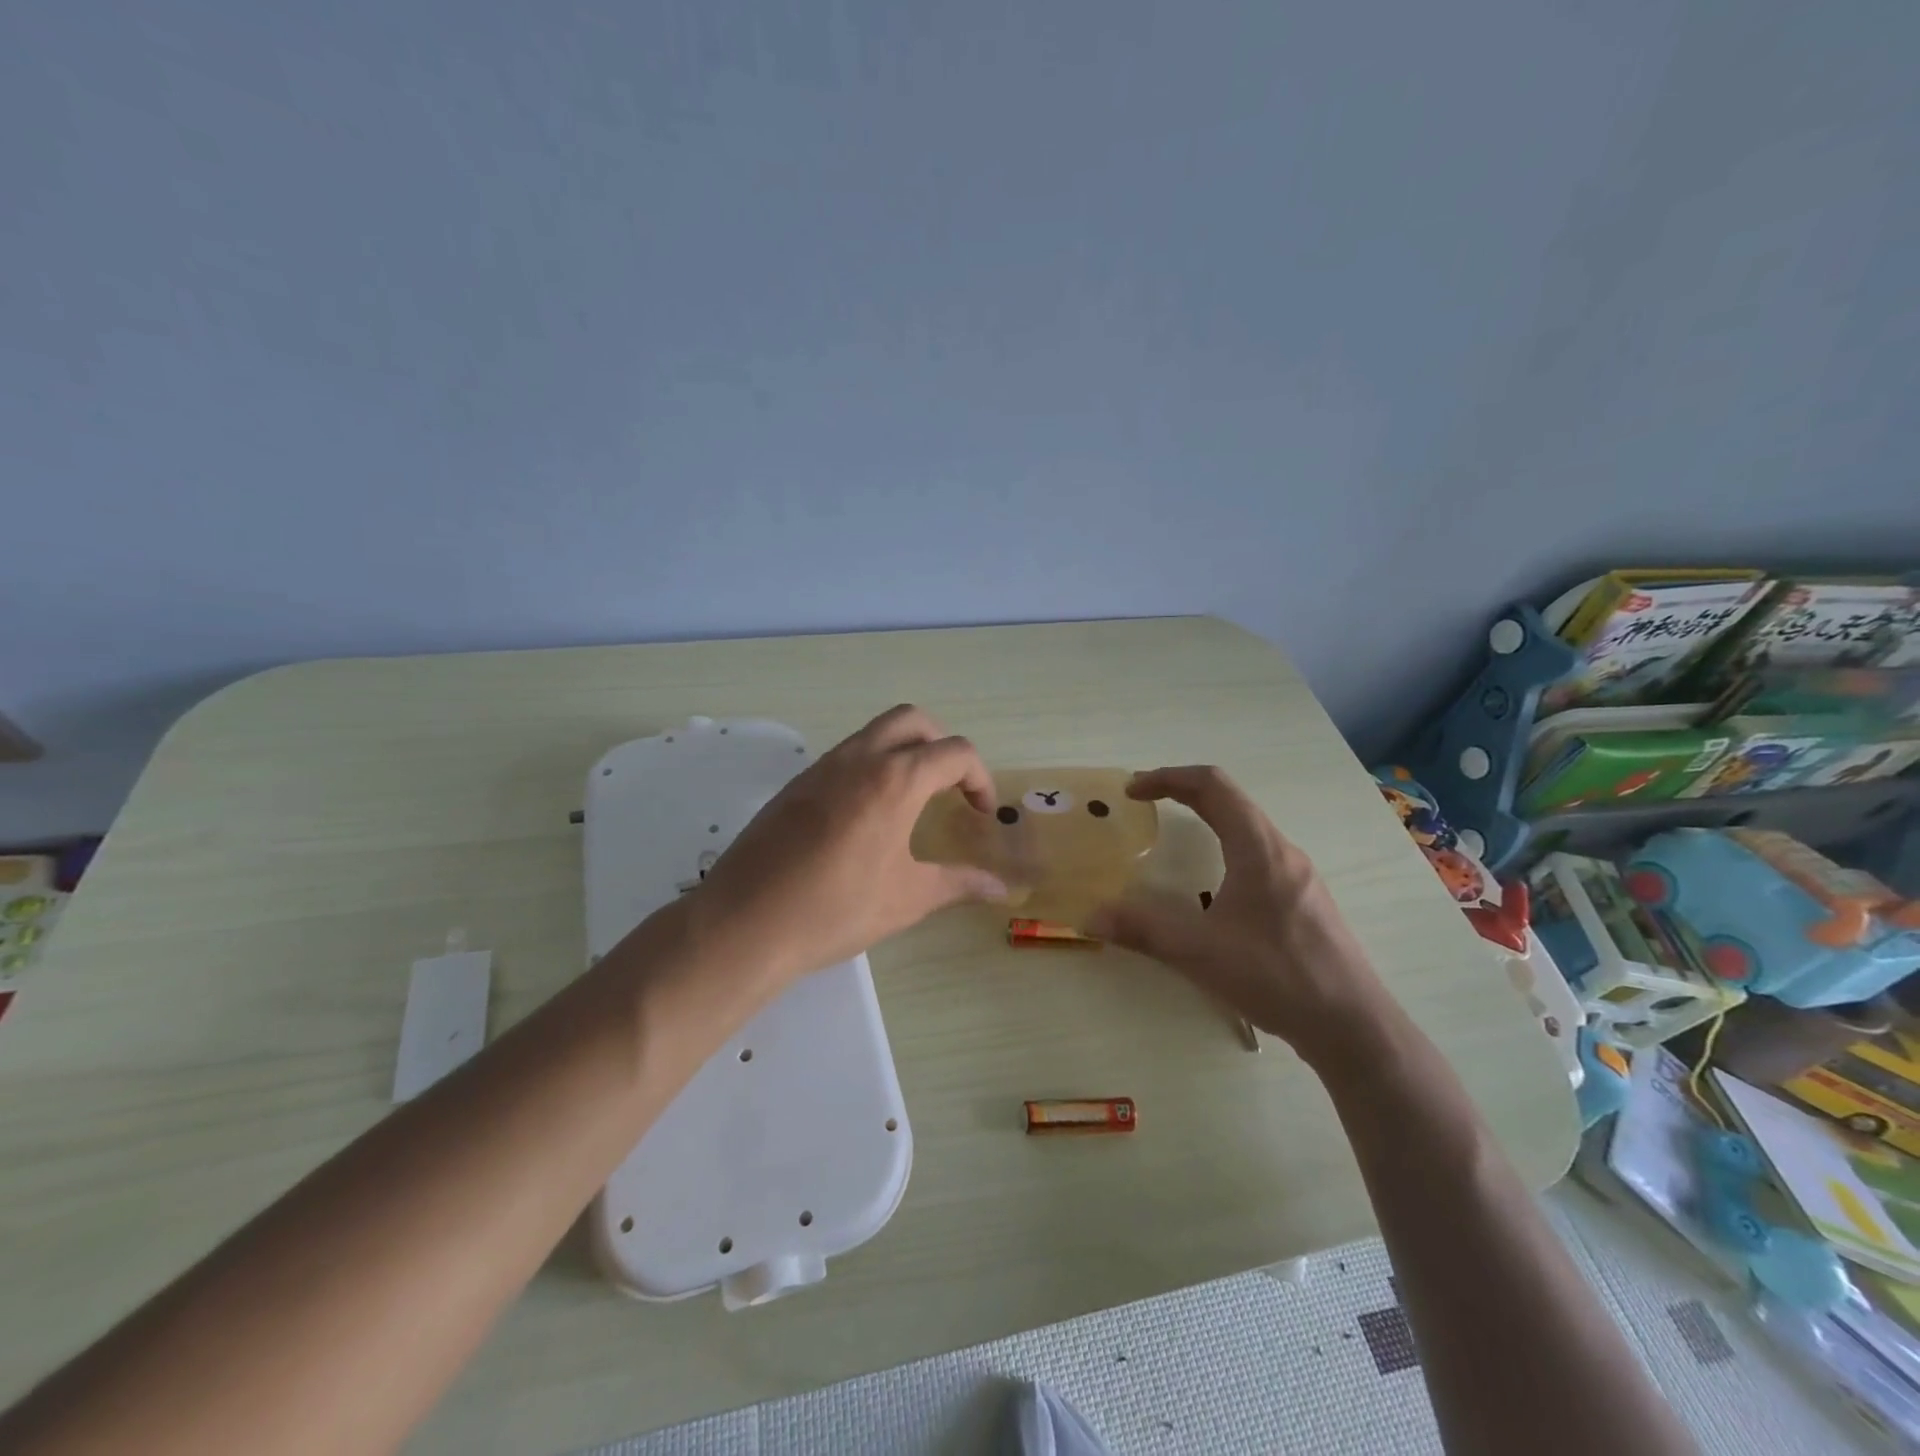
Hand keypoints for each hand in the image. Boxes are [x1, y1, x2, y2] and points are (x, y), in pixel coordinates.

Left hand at [690, 705, 1008, 983]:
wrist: (745, 923)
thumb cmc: (836, 910)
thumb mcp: (907, 899)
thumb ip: (959, 883)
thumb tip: (1000, 888)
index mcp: (895, 780)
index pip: (955, 752)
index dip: (979, 779)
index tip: (980, 815)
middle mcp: (859, 759)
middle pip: (913, 721)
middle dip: (942, 745)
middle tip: (950, 788)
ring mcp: (822, 767)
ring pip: (875, 732)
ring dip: (904, 751)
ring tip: (912, 800)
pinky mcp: (796, 783)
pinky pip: (846, 755)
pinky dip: (872, 765)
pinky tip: (867, 816)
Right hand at [1086, 766, 1393, 1067]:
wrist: (1354, 1027)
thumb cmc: (1276, 976)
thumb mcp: (1199, 952)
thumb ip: (1142, 929)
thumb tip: (1090, 917)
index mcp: (1259, 849)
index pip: (1212, 786)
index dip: (1168, 777)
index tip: (1132, 790)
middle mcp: (1283, 852)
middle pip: (1231, 801)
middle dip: (1183, 793)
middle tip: (1145, 804)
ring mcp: (1300, 878)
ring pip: (1248, 829)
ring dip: (1208, 819)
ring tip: (1176, 837)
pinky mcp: (1307, 904)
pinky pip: (1260, 856)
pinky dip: (1226, 847)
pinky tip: (1215, 889)